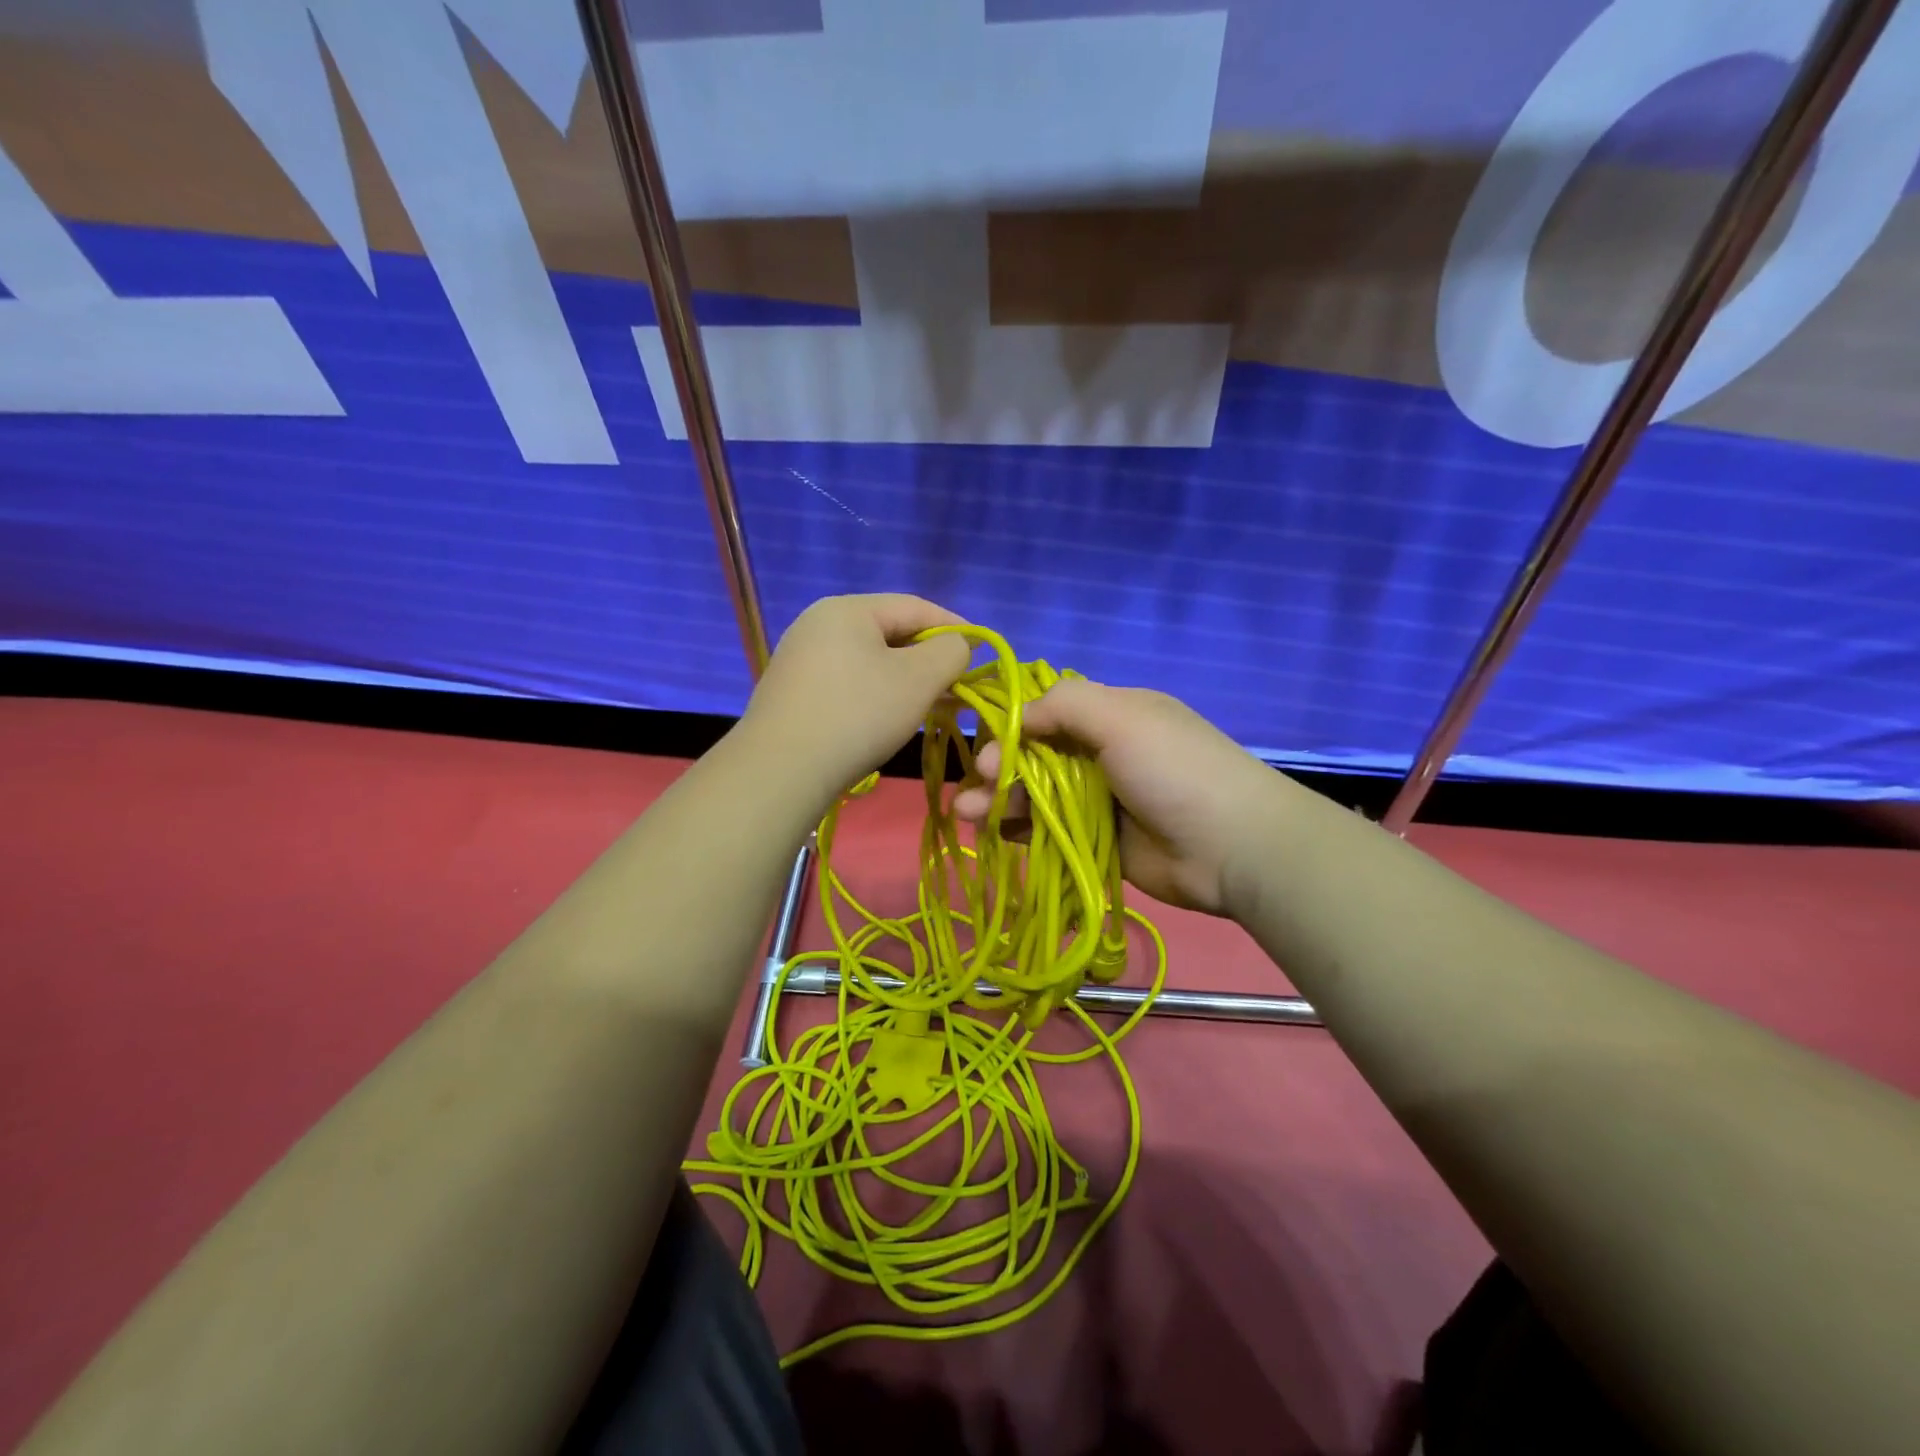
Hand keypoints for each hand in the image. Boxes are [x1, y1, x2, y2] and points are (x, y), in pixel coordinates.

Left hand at [741, 594, 972, 801]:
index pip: (915, 606)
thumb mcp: (918, 679)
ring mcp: (801, 659)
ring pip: (870, 661)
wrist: (781, 770)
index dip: (954, 626)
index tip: (982, 651)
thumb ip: (950, 652)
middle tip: (959, 684)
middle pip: (890, 632)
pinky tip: (891, 718)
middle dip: (929, 658)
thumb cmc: (858, 715)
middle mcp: (818, 624)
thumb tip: (956, 645)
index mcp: (847, 609)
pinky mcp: (793, 692)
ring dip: (906, 680)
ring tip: (933, 704)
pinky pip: (848, 682)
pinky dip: (877, 695)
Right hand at [951, 679, 1284, 916]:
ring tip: (968, 814)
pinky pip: (1049, 831)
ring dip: (1000, 800)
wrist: (1233, 847)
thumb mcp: (1121, 717)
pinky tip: (993, 834)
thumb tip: (1017, 716)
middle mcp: (1104, 753)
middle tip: (978, 786)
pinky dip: (1019, 830)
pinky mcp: (1099, 841)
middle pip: (1036, 755)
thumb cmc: (1174, 770)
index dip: (1012, 725)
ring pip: (1037, 794)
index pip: (1049, 710)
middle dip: (1000, 767)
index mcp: (1114, 714)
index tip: (985, 744)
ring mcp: (1101, 799)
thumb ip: (1064, 705)